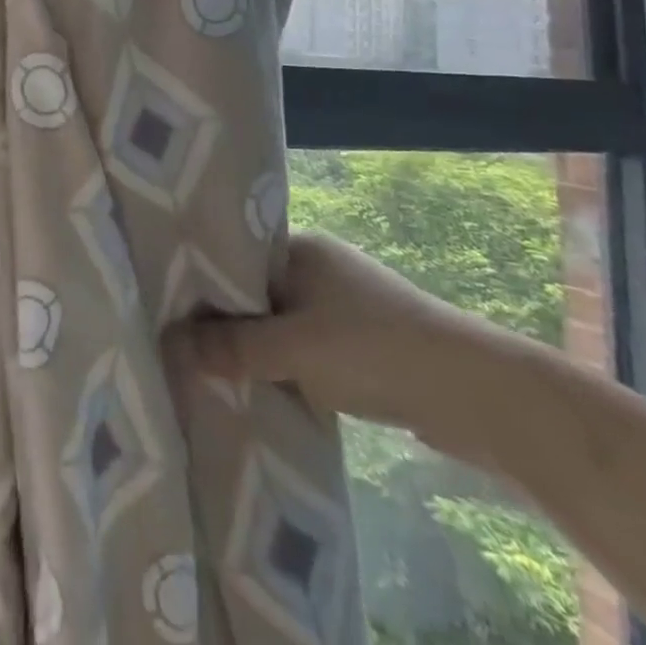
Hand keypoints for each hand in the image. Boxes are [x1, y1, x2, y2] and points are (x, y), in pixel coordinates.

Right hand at [170, 232, 490, 435]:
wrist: (480, 397)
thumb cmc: (376, 351)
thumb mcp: (294, 350)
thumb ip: (231, 347)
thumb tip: (169, 343)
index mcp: (299, 247)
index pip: (232, 255)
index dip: (199, 281)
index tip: (165, 308)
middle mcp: (316, 265)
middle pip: (251, 290)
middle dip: (223, 320)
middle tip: (181, 346)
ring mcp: (341, 302)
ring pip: (277, 321)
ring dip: (255, 347)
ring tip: (213, 371)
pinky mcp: (360, 340)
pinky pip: (303, 345)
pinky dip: (284, 364)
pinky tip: (264, 386)